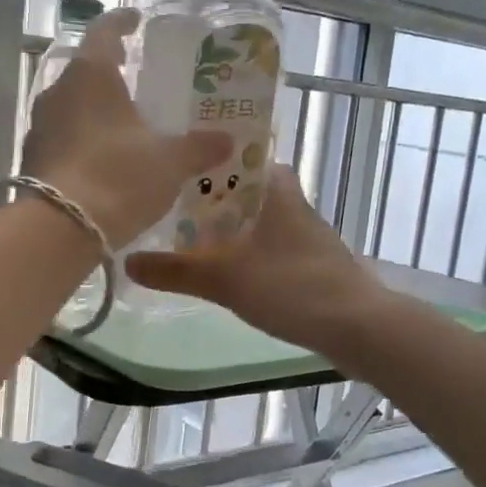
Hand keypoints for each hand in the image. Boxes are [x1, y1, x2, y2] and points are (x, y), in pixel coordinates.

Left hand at [21, 10, 229, 249]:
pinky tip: (103, 156)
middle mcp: (58, 90)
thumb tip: (226, 140)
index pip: (105, 30)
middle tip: (138, 76)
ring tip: (124, 121)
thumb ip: (198, 147)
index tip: (137, 21)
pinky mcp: (32, 157)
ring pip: (72, 103)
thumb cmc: (118, 178)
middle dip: (111, 70)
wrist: (60, 230)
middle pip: (86, 68)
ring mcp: (39, 125)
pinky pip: (62, 135)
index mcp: (90, 74)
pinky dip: (83, 137)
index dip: (123, 21)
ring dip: (95, 107)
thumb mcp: (169, 162)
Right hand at [126, 166, 393, 354]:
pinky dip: (250, 255)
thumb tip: (127, 263)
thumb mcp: (226, 279)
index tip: (178, 173)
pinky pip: (273, 249)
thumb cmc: (292, 288)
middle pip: (247, 193)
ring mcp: (308, 237)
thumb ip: (176, 271)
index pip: (243, 158)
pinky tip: (230, 275)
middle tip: (174, 213)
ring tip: (192, 243)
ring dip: (232, 231)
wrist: (358, 327)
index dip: (211, 163)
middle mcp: (294, 205)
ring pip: (260, 223)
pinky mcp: (315, 266)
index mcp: (276, 191)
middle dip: (214, 202)